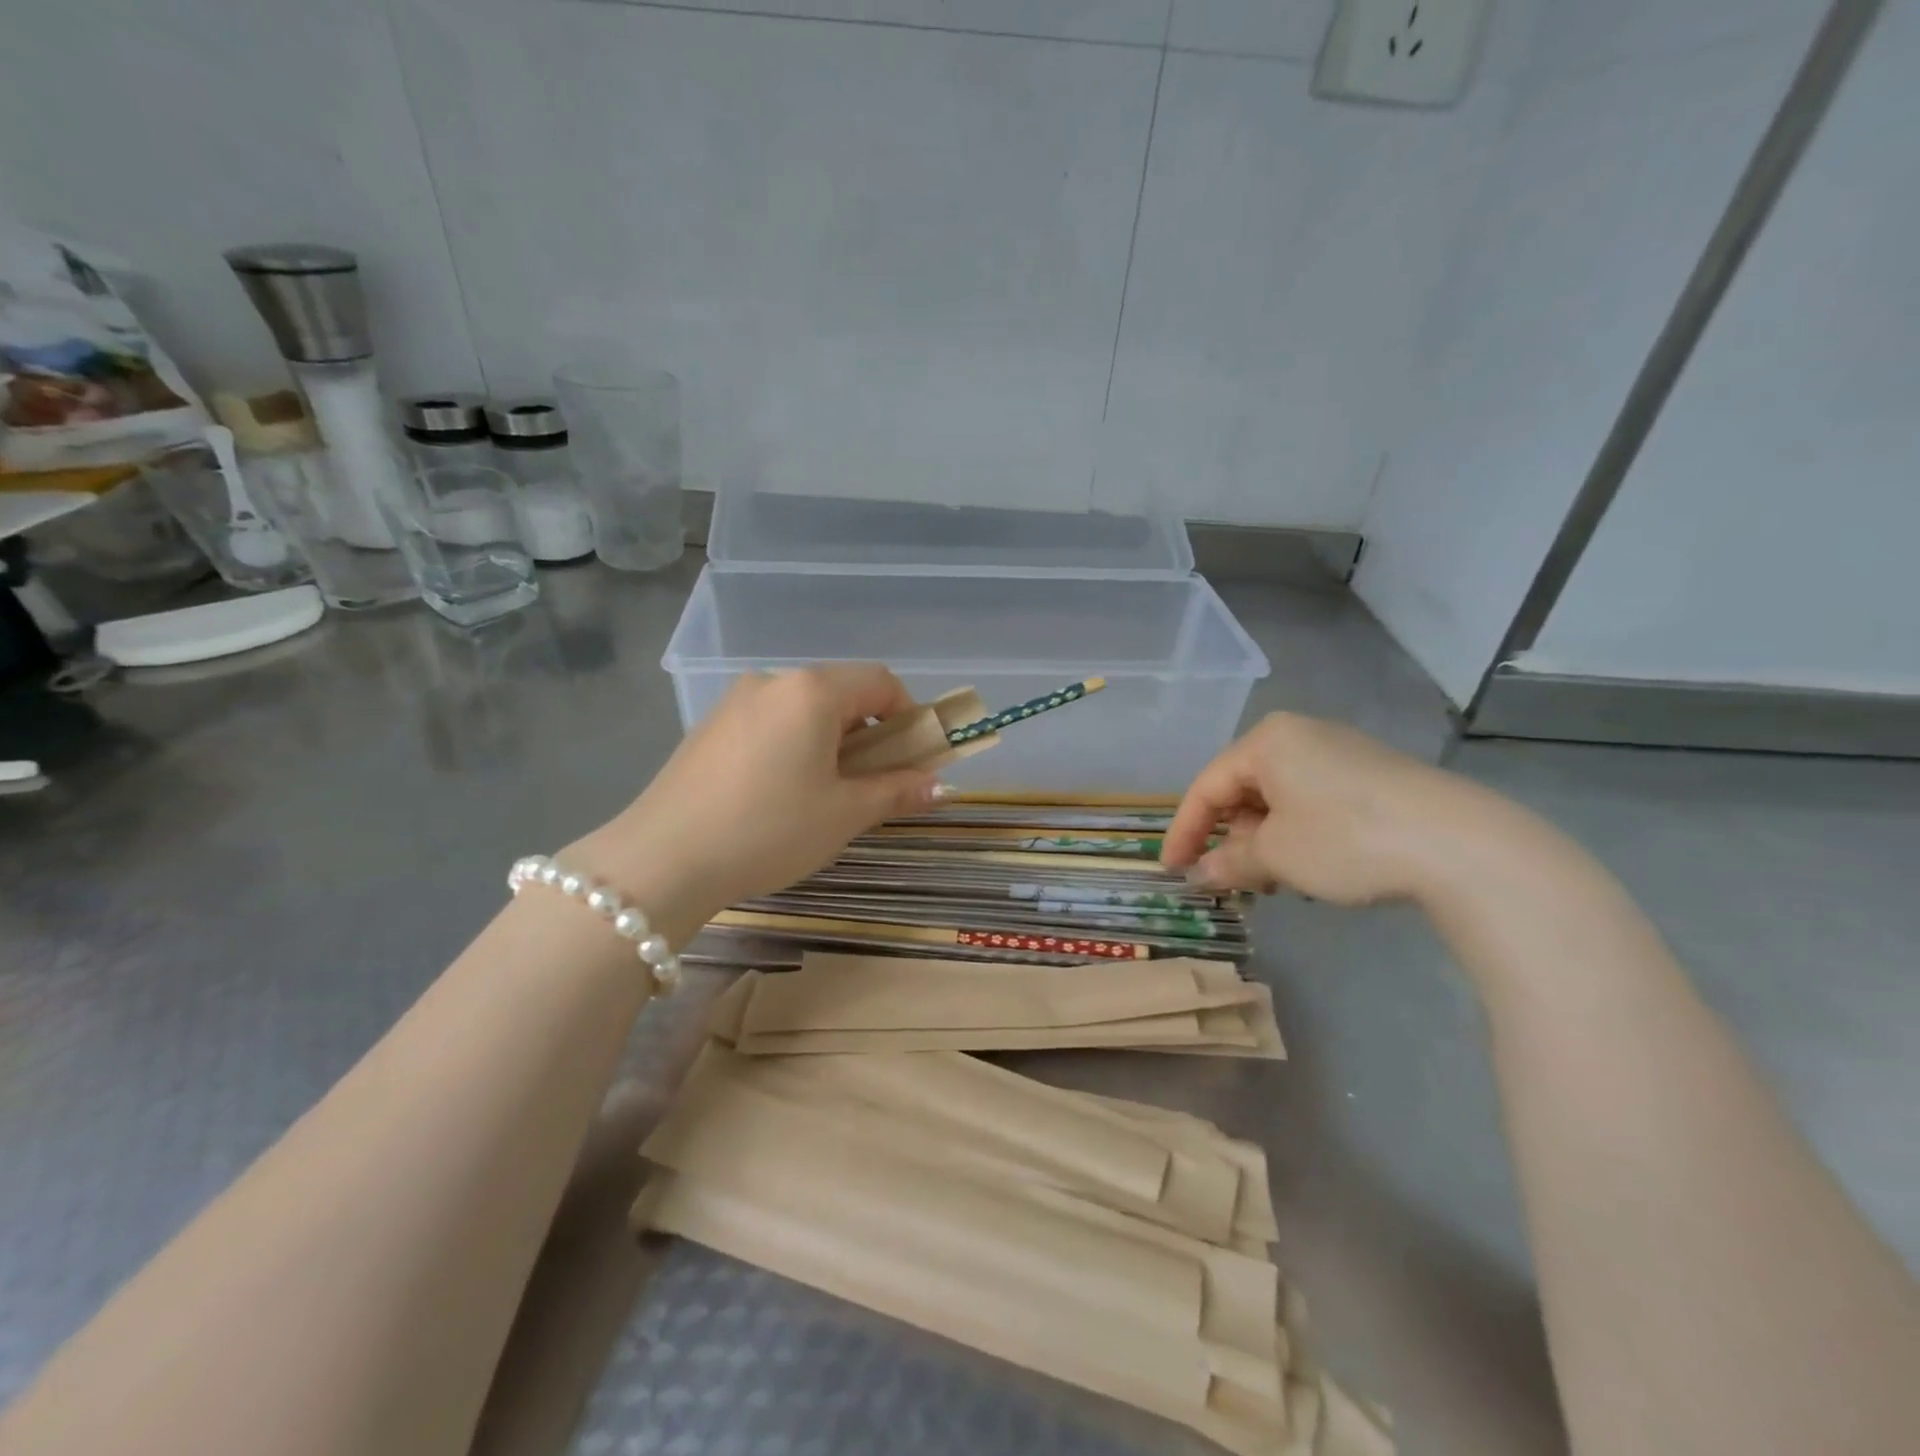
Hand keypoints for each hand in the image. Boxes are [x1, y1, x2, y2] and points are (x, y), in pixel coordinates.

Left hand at [569, 665, 940, 940]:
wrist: (662, 859)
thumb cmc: (769, 829)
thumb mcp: (844, 814)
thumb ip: (897, 791)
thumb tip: (939, 785)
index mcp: (812, 691)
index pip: (880, 682)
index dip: (909, 715)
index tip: (915, 758)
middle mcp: (772, 682)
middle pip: (840, 692)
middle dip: (870, 732)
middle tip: (873, 782)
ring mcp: (734, 702)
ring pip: (803, 709)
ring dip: (831, 740)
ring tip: (825, 793)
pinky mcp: (708, 727)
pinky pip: (769, 723)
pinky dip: (793, 745)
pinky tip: (780, 793)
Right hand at [1160, 713, 1505, 905]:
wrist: (1461, 844)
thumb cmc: (1346, 839)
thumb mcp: (1276, 855)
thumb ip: (1228, 862)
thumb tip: (1197, 876)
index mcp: (1267, 741)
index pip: (1207, 786)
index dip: (1184, 830)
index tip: (1171, 869)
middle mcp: (1300, 735)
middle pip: (1243, 789)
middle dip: (1232, 837)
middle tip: (1231, 879)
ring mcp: (1340, 752)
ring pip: (1280, 798)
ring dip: (1267, 840)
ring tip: (1277, 880)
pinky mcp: (1372, 775)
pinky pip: (1314, 801)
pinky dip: (1300, 833)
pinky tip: (1315, 866)